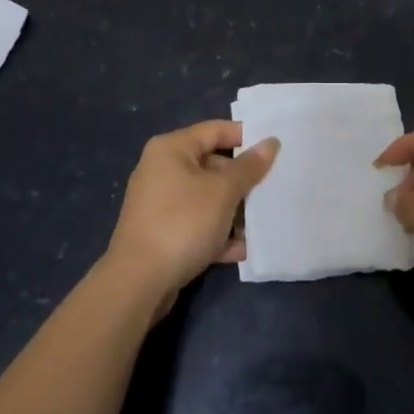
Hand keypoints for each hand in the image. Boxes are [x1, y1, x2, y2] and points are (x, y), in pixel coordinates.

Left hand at [106, 120, 278, 302]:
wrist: (137, 284)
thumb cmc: (182, 223)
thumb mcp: (223, 192)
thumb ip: (249, 166)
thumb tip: (271, 142)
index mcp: (172, 149)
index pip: (216, 130)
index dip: (247, 136)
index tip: (276, 148)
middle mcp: (162, 170)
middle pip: (213, 164)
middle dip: (243, 180)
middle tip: (274, 188)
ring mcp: (161, 203)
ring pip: (207, 197)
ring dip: (234, 210)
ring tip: (264, 221)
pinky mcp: (162, 233)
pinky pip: (197, 224)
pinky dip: (218, 233)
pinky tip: (243, 249)